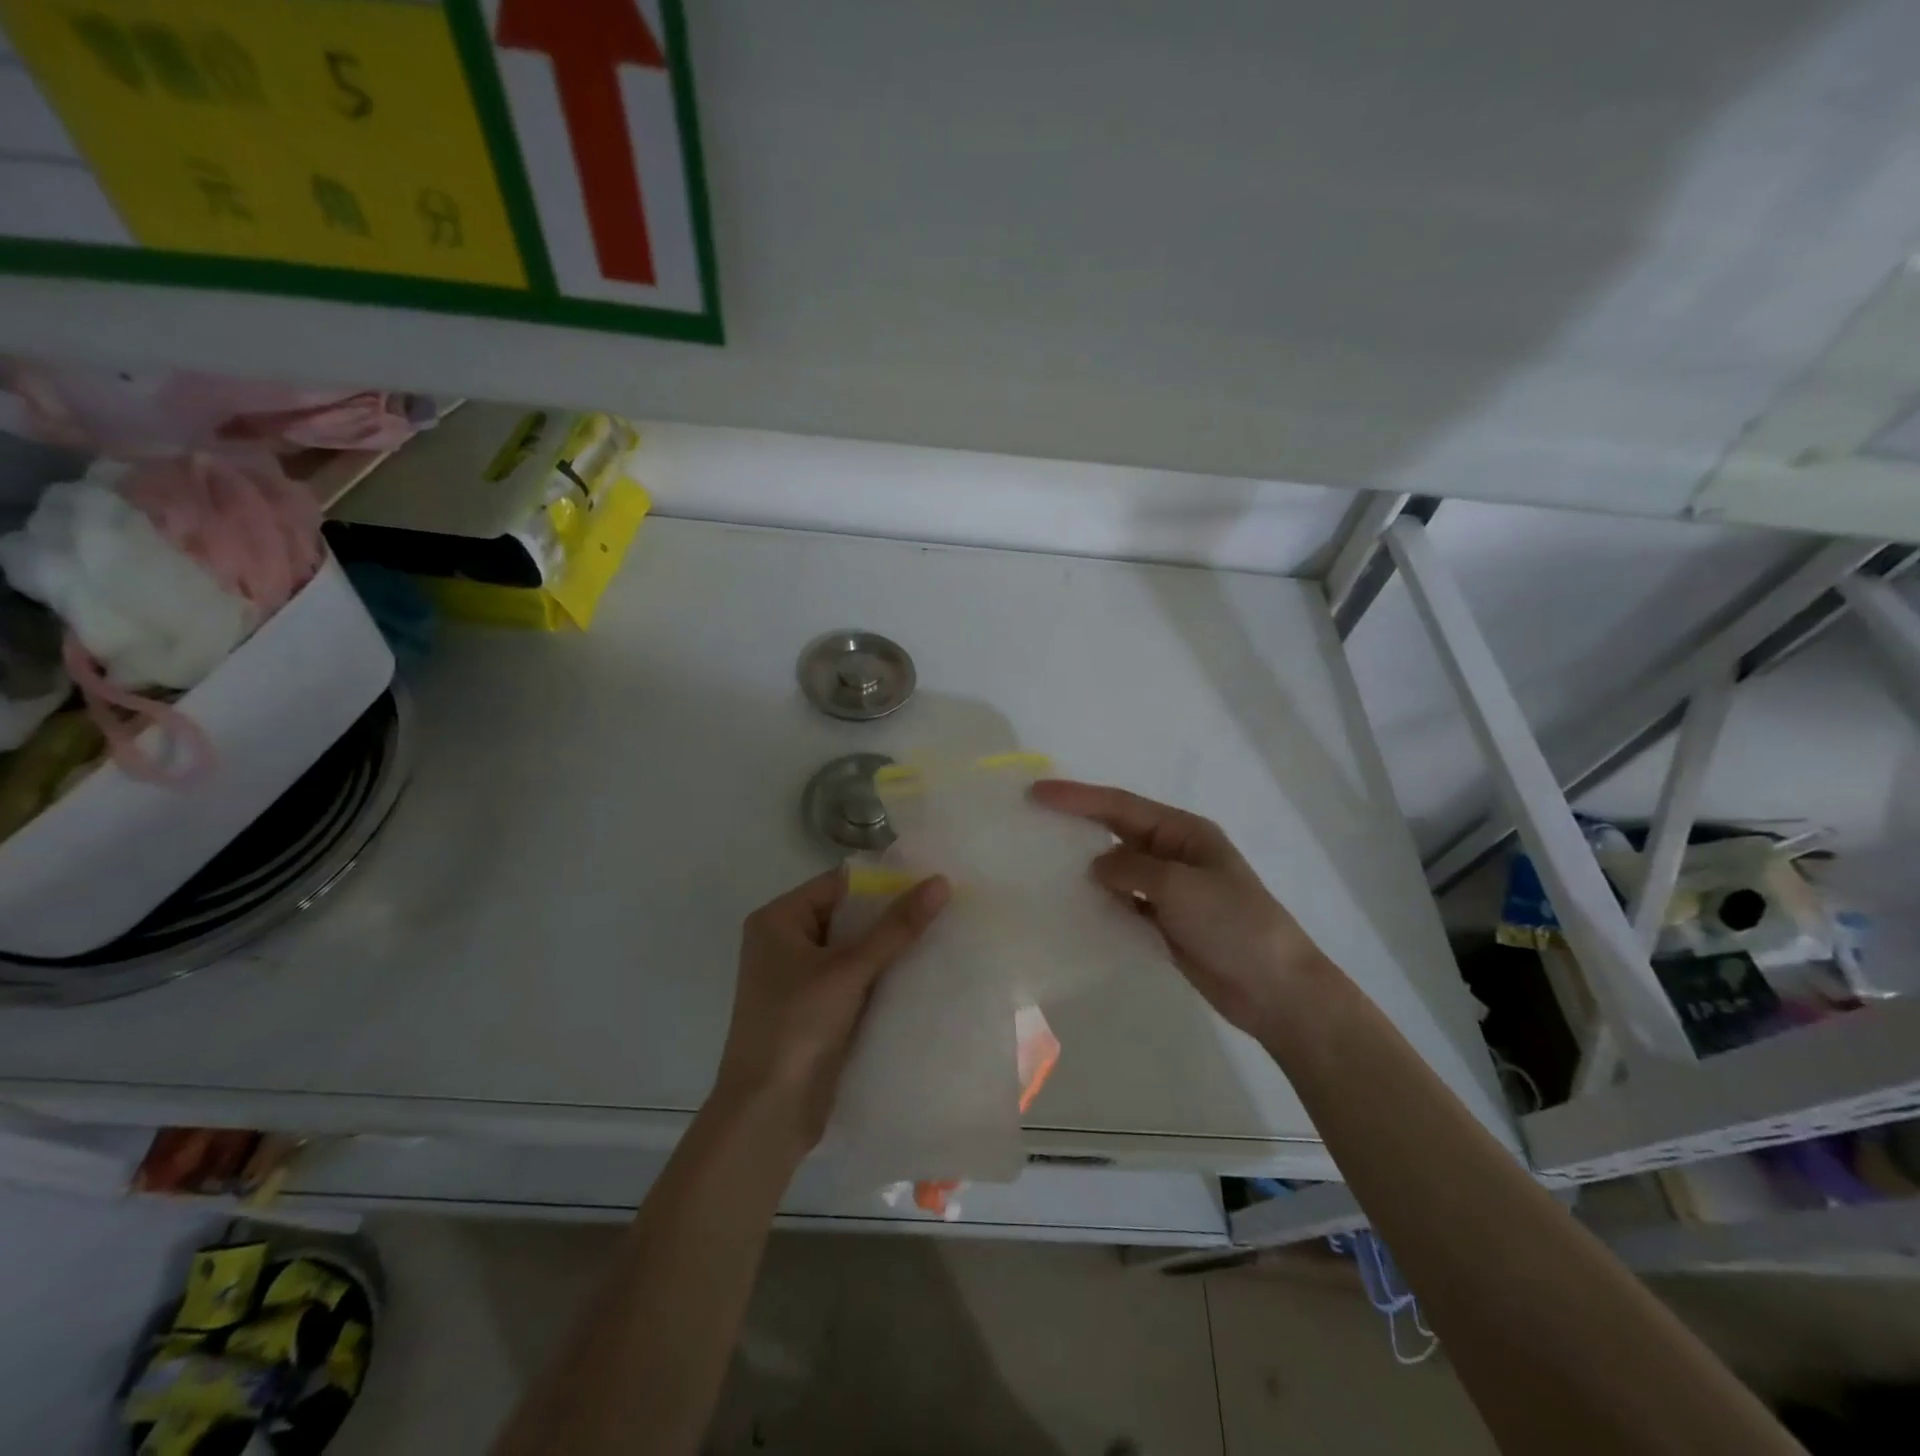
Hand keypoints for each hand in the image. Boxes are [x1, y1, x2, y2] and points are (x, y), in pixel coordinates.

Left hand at [709, 867, 949, 1157]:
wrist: (767, 1113)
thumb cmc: (797, 1025)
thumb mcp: (849, 969)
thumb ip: (896, 927)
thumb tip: (941, 882)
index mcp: (779, 919)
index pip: (839, 884)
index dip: (884, 881)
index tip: (931, 880)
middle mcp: (785, 941)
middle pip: (848, 916)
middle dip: (891, 915)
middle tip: (946, 907)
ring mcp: (799, 978)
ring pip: (854, 949)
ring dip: (890, 947)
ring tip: (942, 936)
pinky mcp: (815, 1009)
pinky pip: (854, 979)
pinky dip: (882, 976)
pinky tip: (922, 974)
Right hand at [1030, 780, 1333, 1042]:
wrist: (1276, 990)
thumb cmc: (1234, 925)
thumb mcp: (1181, 886)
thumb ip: (1132, 869)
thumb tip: (1095, 868)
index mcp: (1183, 832)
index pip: (1121, 806)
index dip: (1078, 797)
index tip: (1038, 792)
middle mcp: (1173, 854)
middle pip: (1116, 831)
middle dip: (1076, 824)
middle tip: (1032, 821)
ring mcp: (1169, 891)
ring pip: (1116, 869)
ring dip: (1084, 867)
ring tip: (1040, 864)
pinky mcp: (1164, 923)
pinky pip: (1123, 904)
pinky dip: (1099, 903)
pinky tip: (1072, 906)